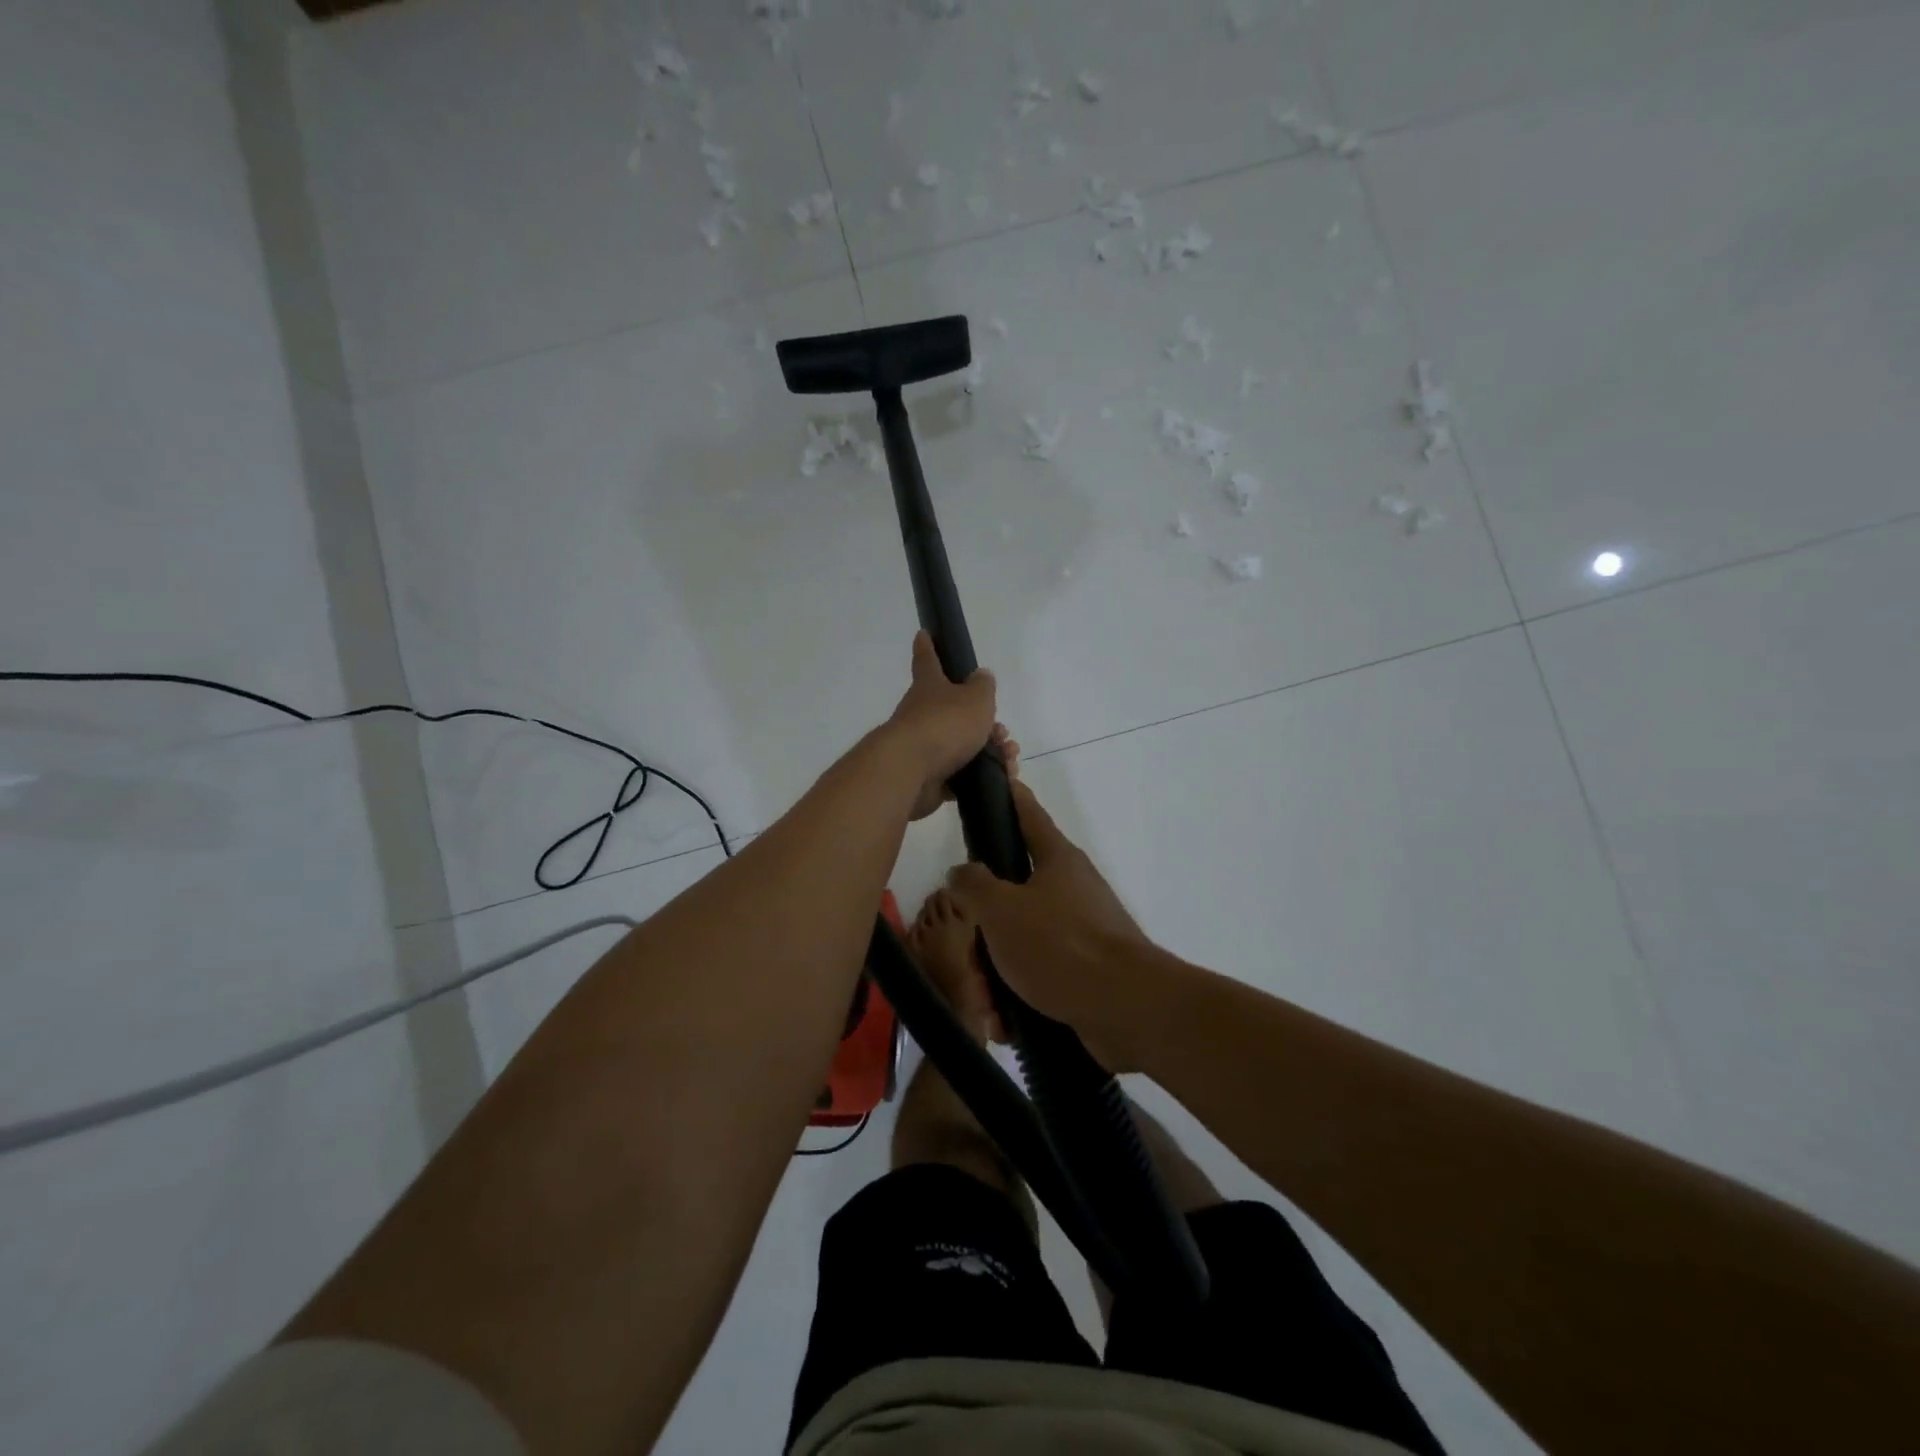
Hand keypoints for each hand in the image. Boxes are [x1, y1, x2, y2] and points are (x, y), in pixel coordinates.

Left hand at [883, 632, 999, 821]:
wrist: (911, 772)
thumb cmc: (944, 724)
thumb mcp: (975, 699)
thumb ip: (983, 687)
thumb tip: (981, 675)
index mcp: (929, 687)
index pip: (927, 660)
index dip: (928, 646)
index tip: (923, 633)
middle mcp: (921, 714)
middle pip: (953, 710)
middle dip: (982, 720)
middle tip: (1003, 730)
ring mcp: (923, 747)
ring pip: (961, 744)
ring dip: (989, 749)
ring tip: (1009, 757)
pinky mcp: (928, 778)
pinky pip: (960, 774)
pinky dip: (981, 775)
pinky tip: (1001, 778)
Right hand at [944, 780, 1160, 1069]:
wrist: (1127, 1009)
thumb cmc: (1061, 945)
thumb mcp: (1001, 909)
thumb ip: (973, 885)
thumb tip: (962, 873)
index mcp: (1057, 860)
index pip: (1027, 814)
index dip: (1008, 797)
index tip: (994, 781)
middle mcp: (1070, 890)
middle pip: (1011, 896)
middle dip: (983, 934)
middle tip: (971, 960)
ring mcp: (1080, 932)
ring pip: (1018, 943)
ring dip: (995, 977)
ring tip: (988, 1008)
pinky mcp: (1084, 972)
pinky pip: (1038, 978)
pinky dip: (1017, 1000)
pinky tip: (1005, 1026)